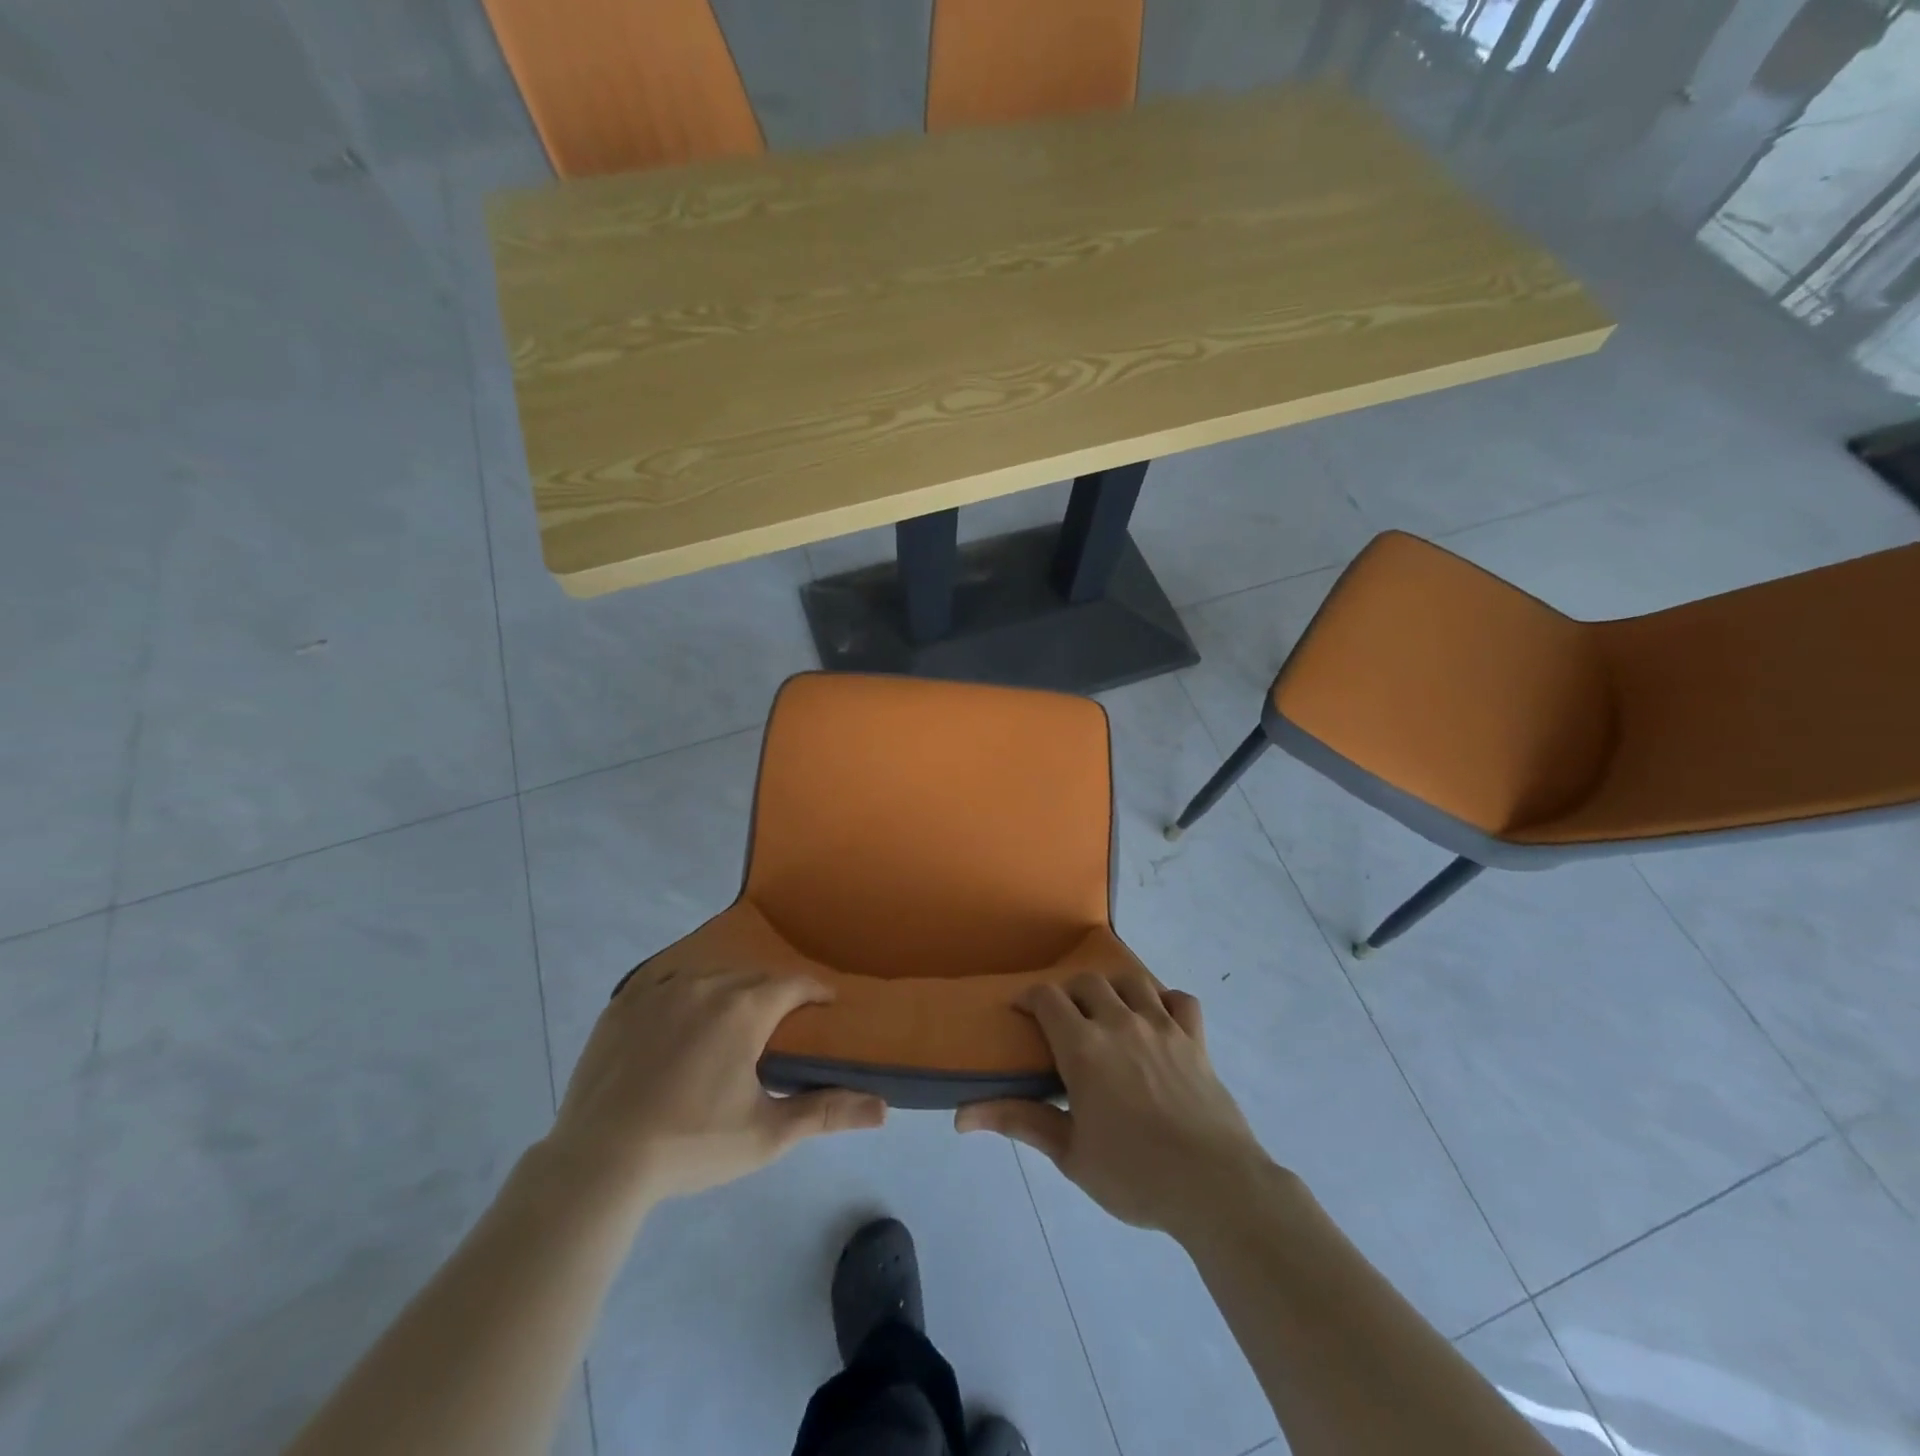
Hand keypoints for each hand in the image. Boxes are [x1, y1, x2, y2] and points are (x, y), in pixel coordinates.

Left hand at [547, 965, 886, 1212]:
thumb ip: (826, 1112)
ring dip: (729, 992)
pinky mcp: (624, 1003)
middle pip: (753, 978)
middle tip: (780, 1025)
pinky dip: (684, 995)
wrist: (599, 1163)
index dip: (815, 993)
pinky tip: (681, 1020)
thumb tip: (883, 1109)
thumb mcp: (766, 1134)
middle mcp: (706, 984)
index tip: (827, 1006)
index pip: (794, 985)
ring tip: (732, 1022)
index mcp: (745, 1008)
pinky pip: (666, 983)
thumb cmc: (692, 1144)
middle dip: (773, 994)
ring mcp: (660, 990)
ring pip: (710, 976)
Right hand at [956, 972, 1272, 1237]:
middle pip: (1087, 983)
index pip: (1048, 998)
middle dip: (1069, 992)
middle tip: (1064, 1019)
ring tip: (1108, 1010)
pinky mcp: (1195, 1039)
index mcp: (1084, 1047)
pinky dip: (1166, 1000)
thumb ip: (1019, 1122)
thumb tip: (961, 1116)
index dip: (1029, 997)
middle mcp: (1120, 1023)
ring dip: (1113, 988)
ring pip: (1132, 981)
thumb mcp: (1069, 1153)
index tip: (1021, 1010)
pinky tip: (1158, 1019)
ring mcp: (1162, 1026)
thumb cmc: (1133, 1174)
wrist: (1213, 1186)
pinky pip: (1181, 1000)